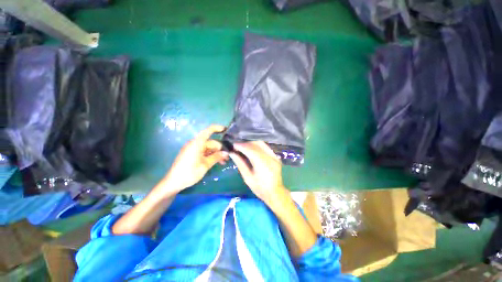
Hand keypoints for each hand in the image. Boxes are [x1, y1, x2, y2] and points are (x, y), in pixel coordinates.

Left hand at [163, 125, 227, 192]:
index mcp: (197, 143)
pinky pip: (204, 152)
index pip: (208, 131)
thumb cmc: (189, 172)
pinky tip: (217, 162)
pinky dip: (210, 155)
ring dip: (216, 153)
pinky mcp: (192, 154)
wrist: (173, 182)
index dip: (217, 128)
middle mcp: (195, 144)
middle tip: (227, 157)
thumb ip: (216, 157)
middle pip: (210, 142)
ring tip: (223, 161)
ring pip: (208, 148)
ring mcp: (193, 149)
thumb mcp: (205, 165)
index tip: (226, 130)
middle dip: (220, 148)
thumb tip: (226, 153)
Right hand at [229, 141, 287, 204]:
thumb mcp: (247, 178)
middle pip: (256, 144)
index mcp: (262, 164)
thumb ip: (240, 164)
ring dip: (251, 144)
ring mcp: (274, 156)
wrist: (275, 193)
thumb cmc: (260, 188)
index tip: (233, 145)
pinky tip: (253, 150)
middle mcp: (270, 157)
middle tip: (238, 147)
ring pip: (262, 144)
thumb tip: (232, 153)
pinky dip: (258, 146)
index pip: (251, 150)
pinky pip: (266, 147)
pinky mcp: (276, 156)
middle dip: (246, 144)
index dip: (241, 146)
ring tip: (244, 148)